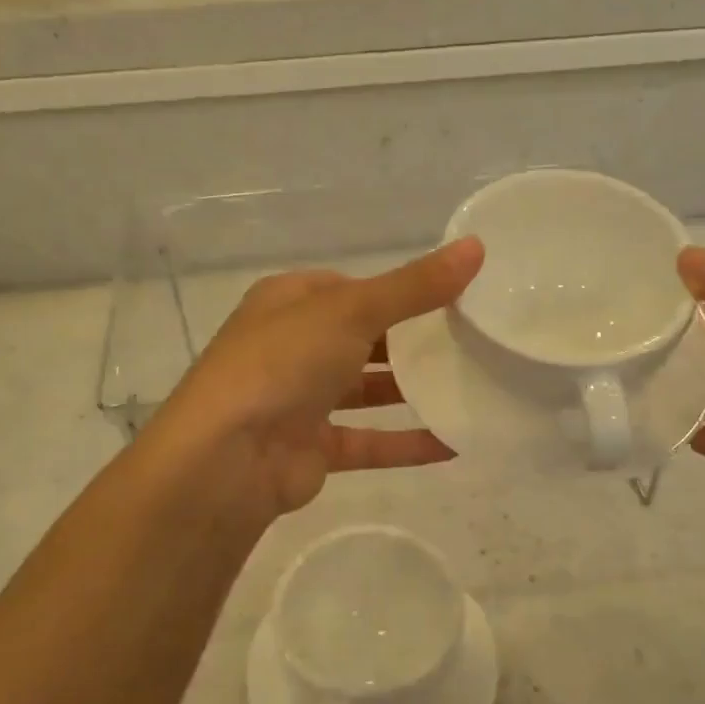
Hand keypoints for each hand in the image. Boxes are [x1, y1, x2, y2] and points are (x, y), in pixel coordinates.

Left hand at [145, 239, 484, 522]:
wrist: (228, 457)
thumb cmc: (284, 362)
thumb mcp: (352, 309)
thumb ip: (414, 285)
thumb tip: (476, 246)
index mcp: (288, 302)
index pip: (348, 288)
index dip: (395, 289)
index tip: (448, 296)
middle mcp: (291, 347)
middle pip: (359, 338)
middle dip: (408, 340)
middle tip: (469, 341)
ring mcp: (299, 400)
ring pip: (364, 390)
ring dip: (409, 390)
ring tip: (469, 386)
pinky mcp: (312, 448)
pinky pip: (368, 441)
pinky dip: (405, 443)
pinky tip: (453, 443)